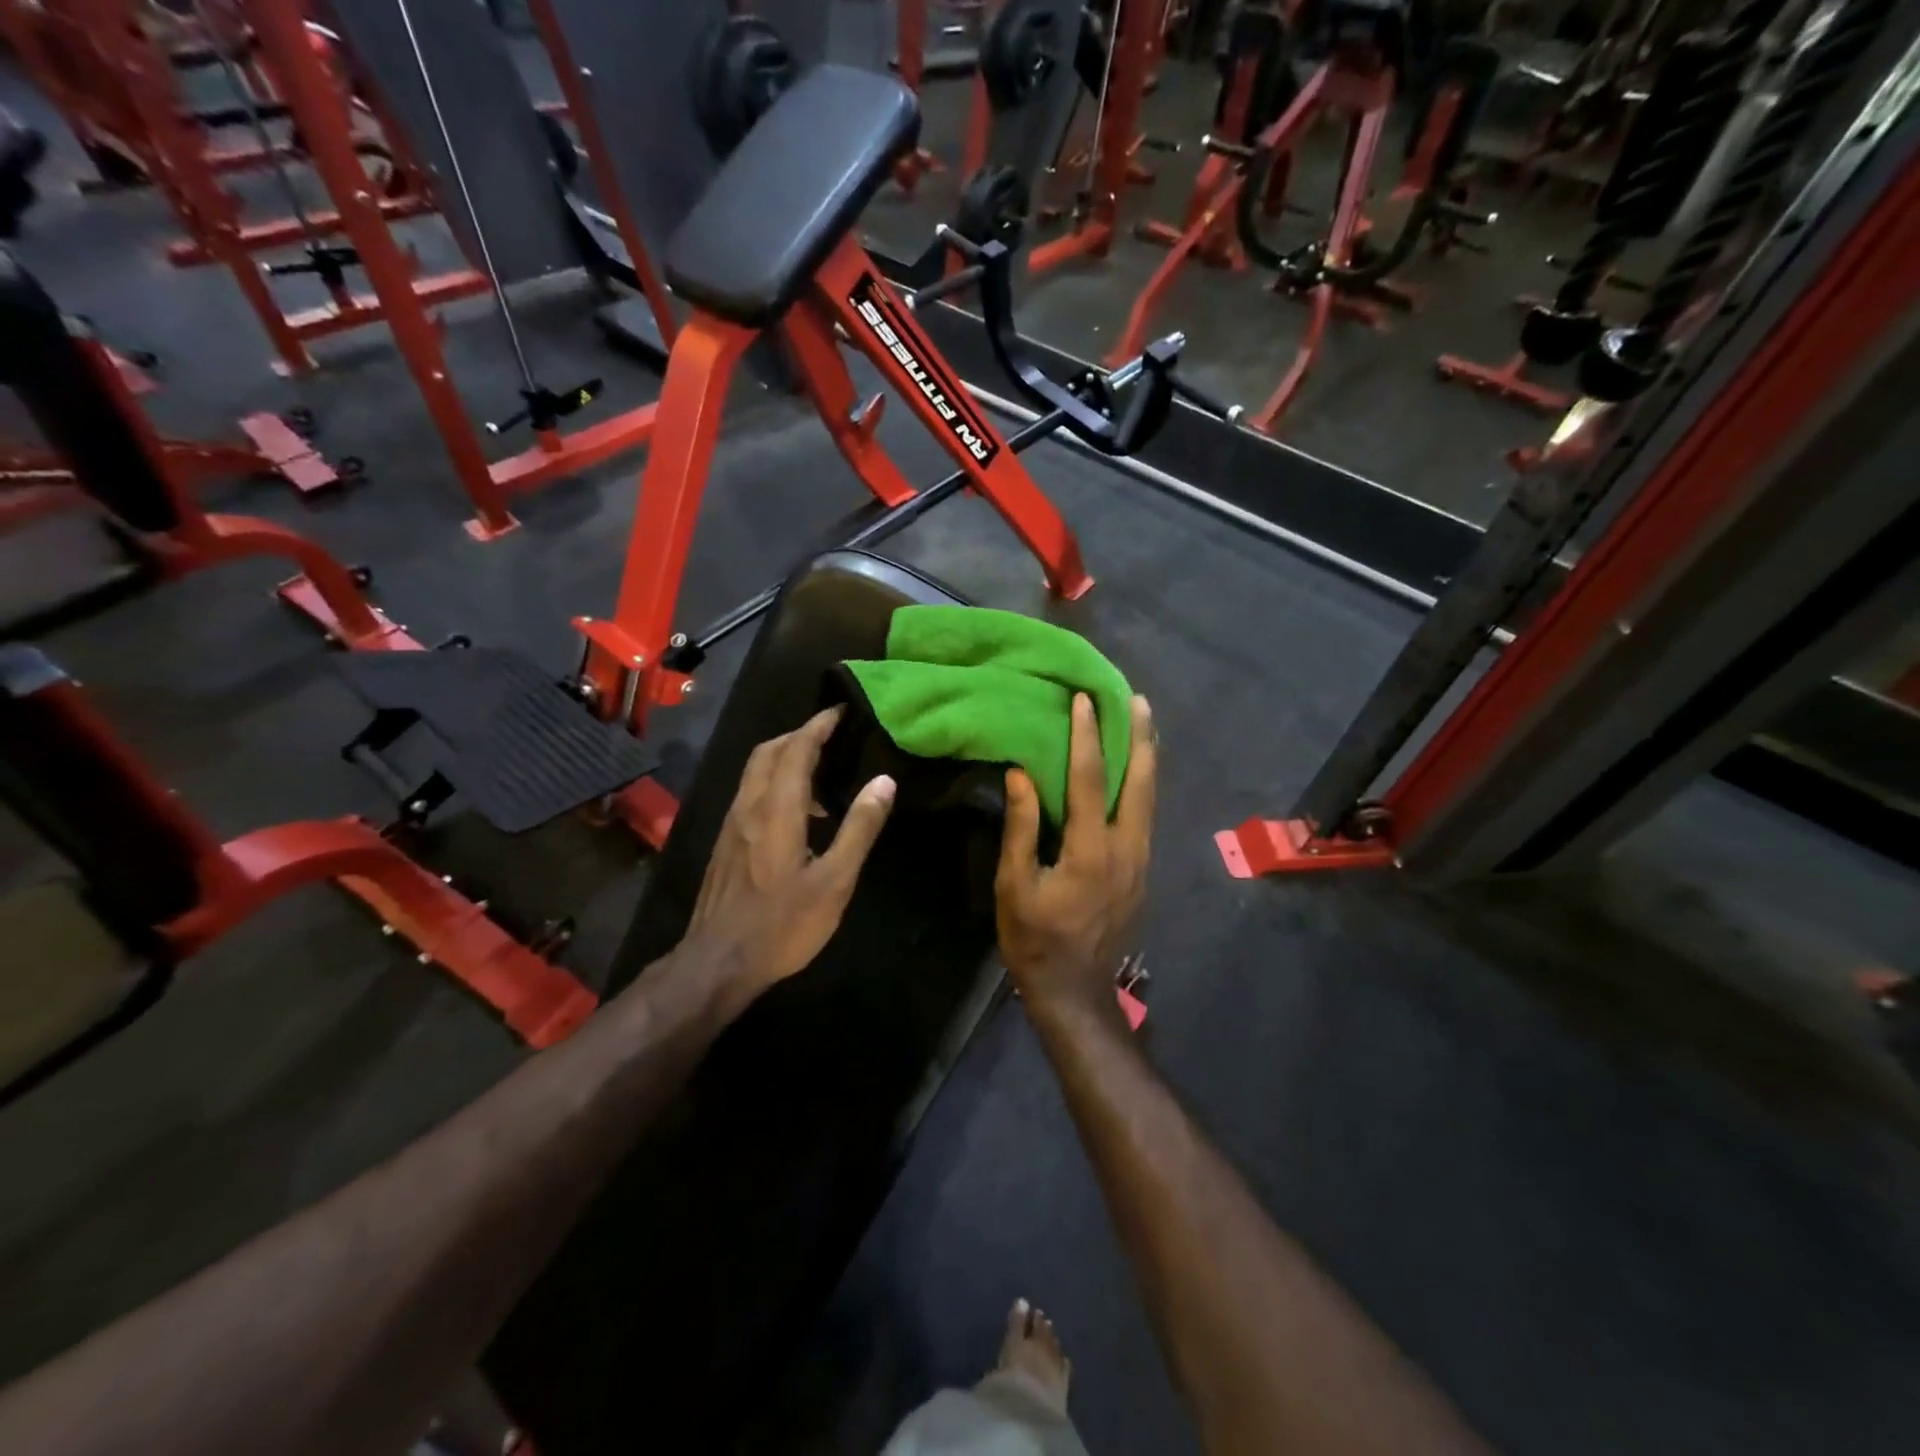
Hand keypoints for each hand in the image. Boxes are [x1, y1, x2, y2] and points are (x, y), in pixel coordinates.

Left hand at [686, 707, 895, 999]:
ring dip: (783, 758)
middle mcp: (748, 807)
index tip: (839, 711)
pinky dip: (773, 783)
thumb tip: (884, 781)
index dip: (818, 726)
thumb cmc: (783, 924)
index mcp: (777, 809)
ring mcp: (731, 825)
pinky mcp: (725, 844)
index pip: (796, 749)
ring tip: (818, 774)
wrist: (718, 962)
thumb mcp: (834, 881)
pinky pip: (750, 794)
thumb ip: (859, 828)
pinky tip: (795, 814)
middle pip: (768, 752)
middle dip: (798, 735)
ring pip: (754, 772)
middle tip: (829, 736)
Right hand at [996, 693, 1154, 1019]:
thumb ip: (1022, 828)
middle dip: (1140, 737)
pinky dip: (1143, 785)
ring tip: (1145, 723)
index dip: (1087, 737)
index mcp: (1091, 850)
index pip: (1091, 780)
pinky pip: (1146, 816)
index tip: (1085, 701)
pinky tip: (1137, 772)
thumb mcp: (1015, 885)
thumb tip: (1021, 775)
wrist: (1075, 992)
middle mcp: (1127, 849)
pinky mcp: (1142, 872)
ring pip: (1150, 798)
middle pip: (1140, 782)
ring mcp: (1141, 861)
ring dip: (1147, 757)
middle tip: (1138, 699)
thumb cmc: (1035, 940)